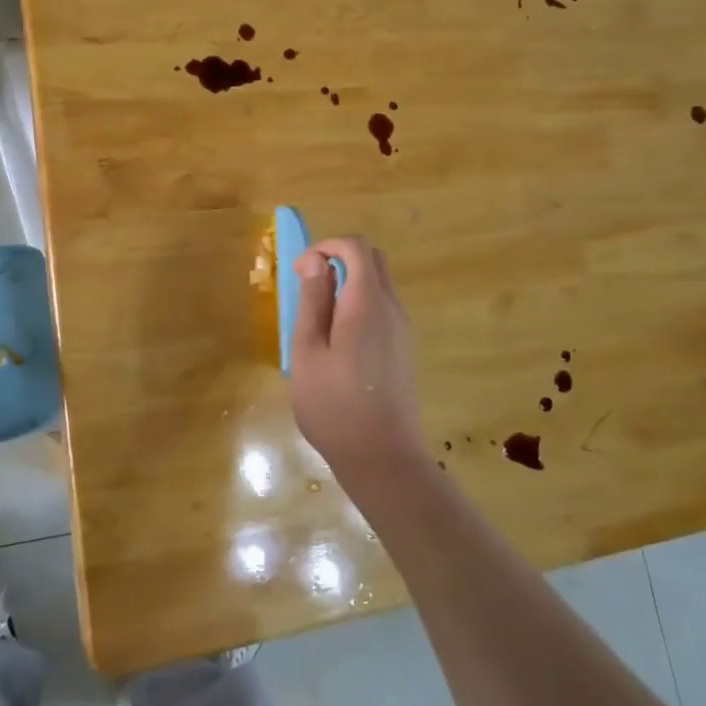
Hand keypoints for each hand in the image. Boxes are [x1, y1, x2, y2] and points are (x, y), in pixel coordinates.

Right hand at [288, 236, 423, 483]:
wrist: (383, 458)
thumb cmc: (334, 405)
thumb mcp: (308, 351)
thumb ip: (313, 301)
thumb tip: (316, 262)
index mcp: (367, 303)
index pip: (356, 247)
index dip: (326, 247)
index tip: (301, 272)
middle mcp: (392, 308)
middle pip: (373, 260)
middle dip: (339, 259)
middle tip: (309, 287)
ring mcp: (402, 329)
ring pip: (379, 284)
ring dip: (349, 283)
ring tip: (318, 318)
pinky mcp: (403, 348)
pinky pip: (383, 308)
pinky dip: (359, 304)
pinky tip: (338, 341)